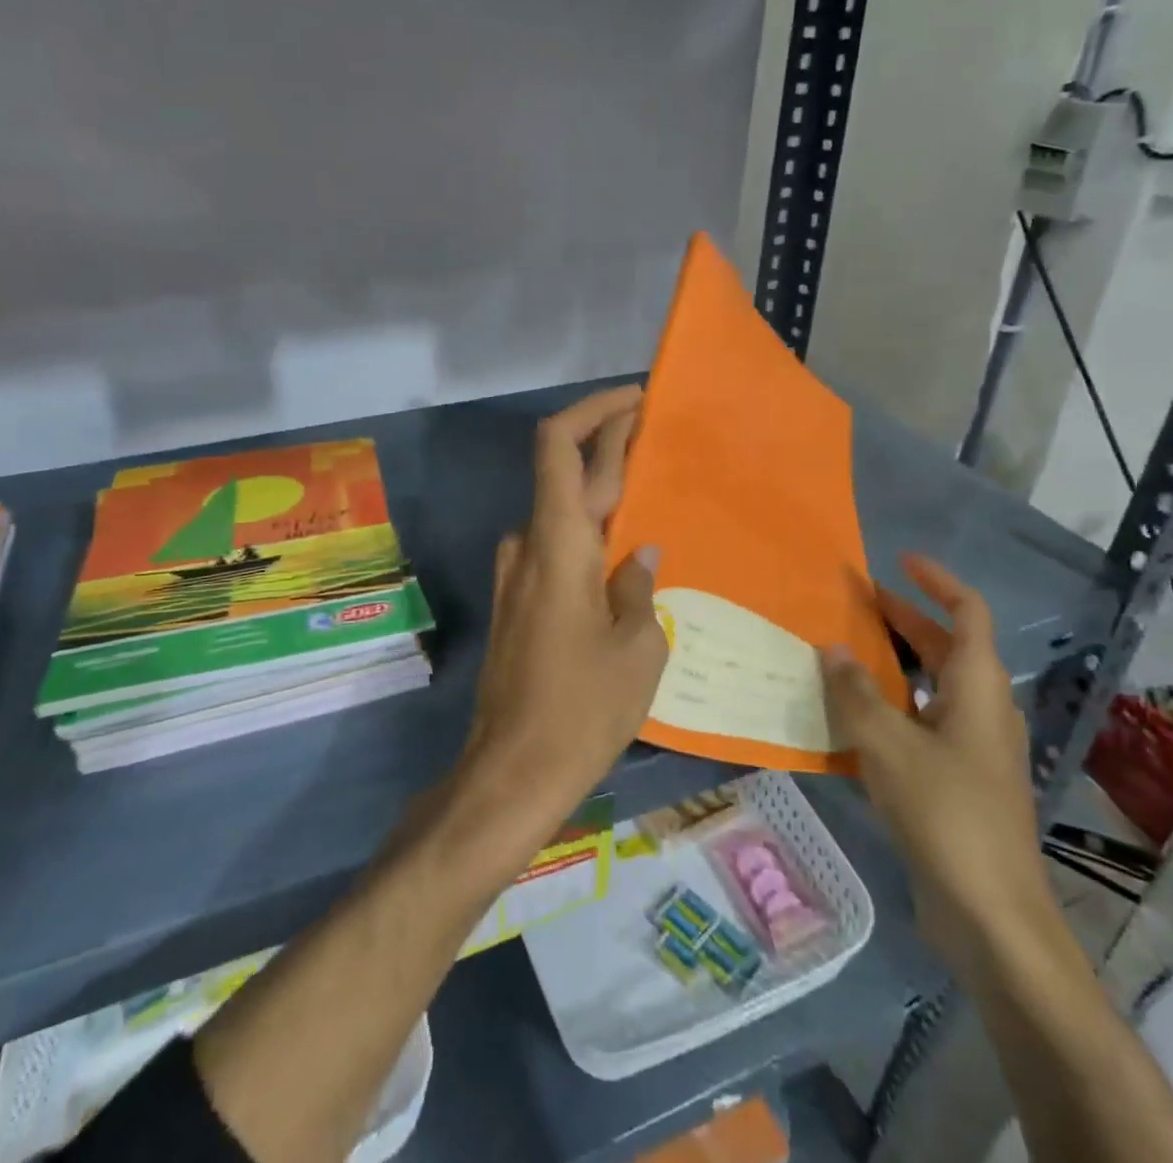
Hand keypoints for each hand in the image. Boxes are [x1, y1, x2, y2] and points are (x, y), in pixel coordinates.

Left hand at [463, 386, 669, 821]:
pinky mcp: (518, 604)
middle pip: (565, 474)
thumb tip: (642, 556)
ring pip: (562, 515)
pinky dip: (590, 535)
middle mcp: (528, 546)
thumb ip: (639, 587)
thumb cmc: (582, 708)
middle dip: (609, 446)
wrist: (512, 771)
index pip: (559, 446)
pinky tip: (626, 555)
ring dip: (601, 495)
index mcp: (557, 542)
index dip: (593, 411)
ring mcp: (516, 576)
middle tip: (660, 436)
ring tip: (654, 497)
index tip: (635, 400)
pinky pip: (557, 550)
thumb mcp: (637, 648)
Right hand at [822, 554, 1059, 979]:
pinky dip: (892, 706)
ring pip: (933, 687)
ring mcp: (973, 749)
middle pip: (946, 647)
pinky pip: (922, 723)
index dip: (937, 581)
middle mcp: (981, 710)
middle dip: (904, 619)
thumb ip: (855, 693)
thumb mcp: (888, 745)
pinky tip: (852, 719)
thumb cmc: (946, 813)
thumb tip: (831, 649)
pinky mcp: (958, 781)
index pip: (968, 613)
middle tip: (855, 603)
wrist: (991, 915)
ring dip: (894, 664)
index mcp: (977, 689)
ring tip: (845, 653)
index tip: (899, 562)